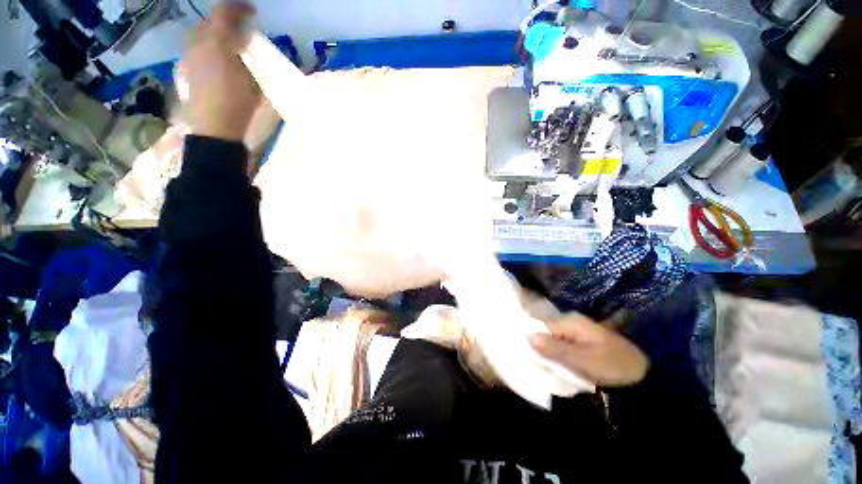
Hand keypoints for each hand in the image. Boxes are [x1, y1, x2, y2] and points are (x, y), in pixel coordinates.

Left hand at [179, 3, 260, 140]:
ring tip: (227, 45)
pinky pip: (194, 48)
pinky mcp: (183, 69)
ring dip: (213, 34)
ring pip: (199, 34)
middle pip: (209, 22)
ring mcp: (187, 55)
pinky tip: (214, 60)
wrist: (214, 127)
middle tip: (239, 30)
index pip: (224, 13)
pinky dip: (205, 47)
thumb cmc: (237, 104)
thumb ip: (249, 56)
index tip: (252, 11)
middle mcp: (197, 43)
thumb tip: (249, 41)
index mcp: (217, 43)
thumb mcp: (252, 80)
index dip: (238, 8)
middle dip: (224, 21)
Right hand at [530, 315, 648, 386]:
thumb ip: (554, 348)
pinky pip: (564, 345)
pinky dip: (560, 355)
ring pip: (555, 340)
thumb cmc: (611, 365)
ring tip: (549, 367)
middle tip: (539, 363)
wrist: (643, 375)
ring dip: (551, 352)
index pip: (541, 325)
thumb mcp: (581, 359)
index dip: (533, 338)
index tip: (527, 354)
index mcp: (570, 321)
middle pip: (547, 332)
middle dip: (541, 346)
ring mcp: (578, 331)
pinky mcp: (583, 341)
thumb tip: (529, 336)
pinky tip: (561, 365)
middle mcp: (571, 322)